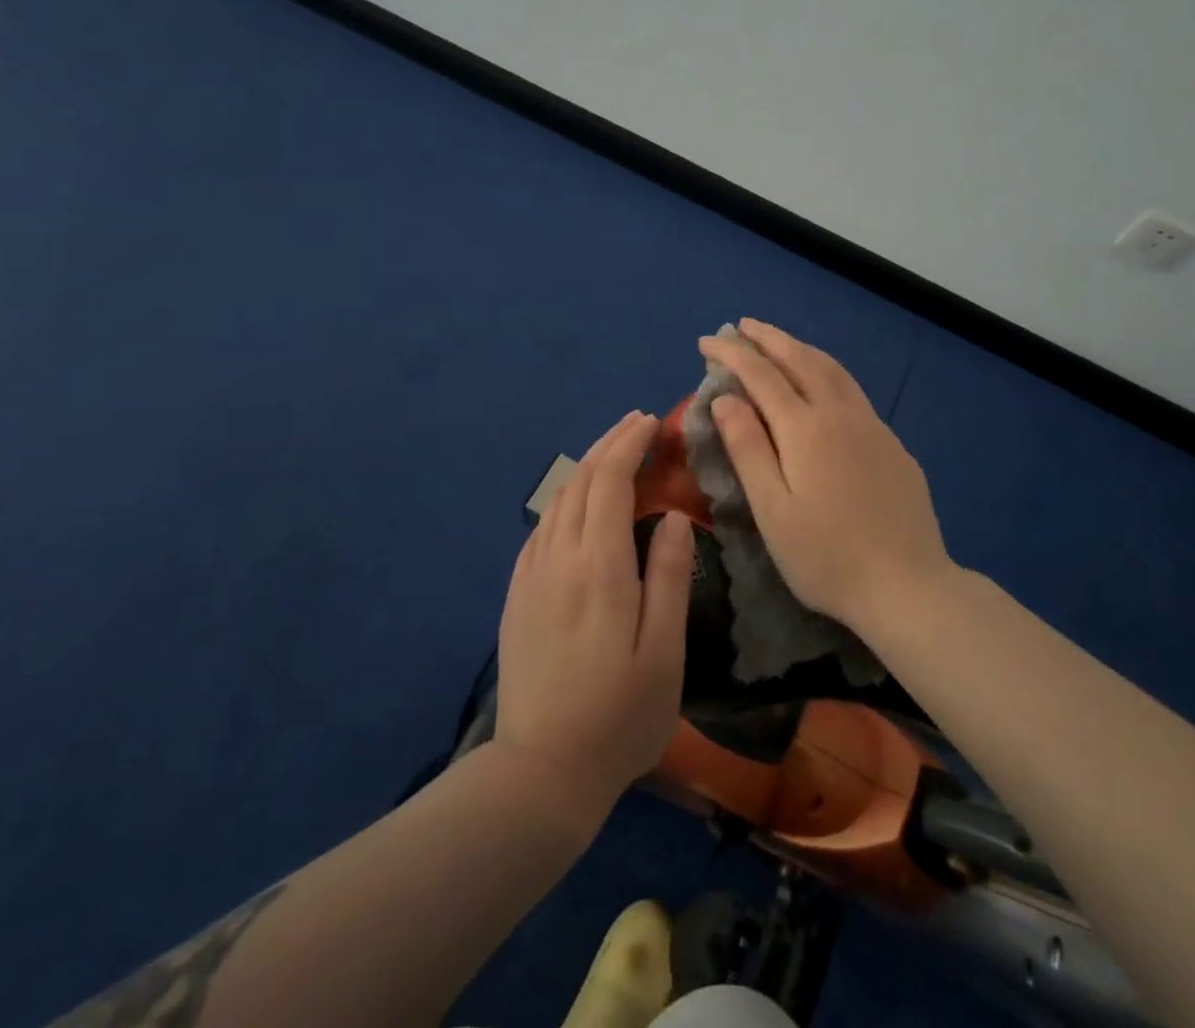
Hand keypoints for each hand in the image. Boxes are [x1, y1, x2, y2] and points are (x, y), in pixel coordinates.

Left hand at [495, 411, 694, 823]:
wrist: (540, 773)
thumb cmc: (618, 716)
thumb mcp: (663, 652)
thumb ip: (670, 578)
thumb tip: (677, 517)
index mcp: (599, 566)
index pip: (610, 481)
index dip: (629, 444)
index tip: (652, 422)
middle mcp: (558, 558)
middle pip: (580, 481)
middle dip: (609, 444)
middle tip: (636, 423)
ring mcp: (531, 576)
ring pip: (557, 500)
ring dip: (585, 467)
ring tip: (612, 453)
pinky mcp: (517, 595)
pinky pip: (541, 528)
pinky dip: (563, 499)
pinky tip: (576, 504)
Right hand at [700, 320, 951, 635]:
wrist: (908, 586)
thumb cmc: (826, 557)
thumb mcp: (773, 509)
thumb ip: (748, 448)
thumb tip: (725, 398)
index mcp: (806, 428)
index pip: (761, 375)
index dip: (732, 353)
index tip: (707, 340)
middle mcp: (841, 414)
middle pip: (801, 359)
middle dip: (768, 338)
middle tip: (742, 326)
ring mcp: (873, 426)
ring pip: (833, 369)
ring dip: (800, 348)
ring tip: (778, 342)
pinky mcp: (893, 443)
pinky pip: (853, 390)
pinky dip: (827, 372)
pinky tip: (823, 384)